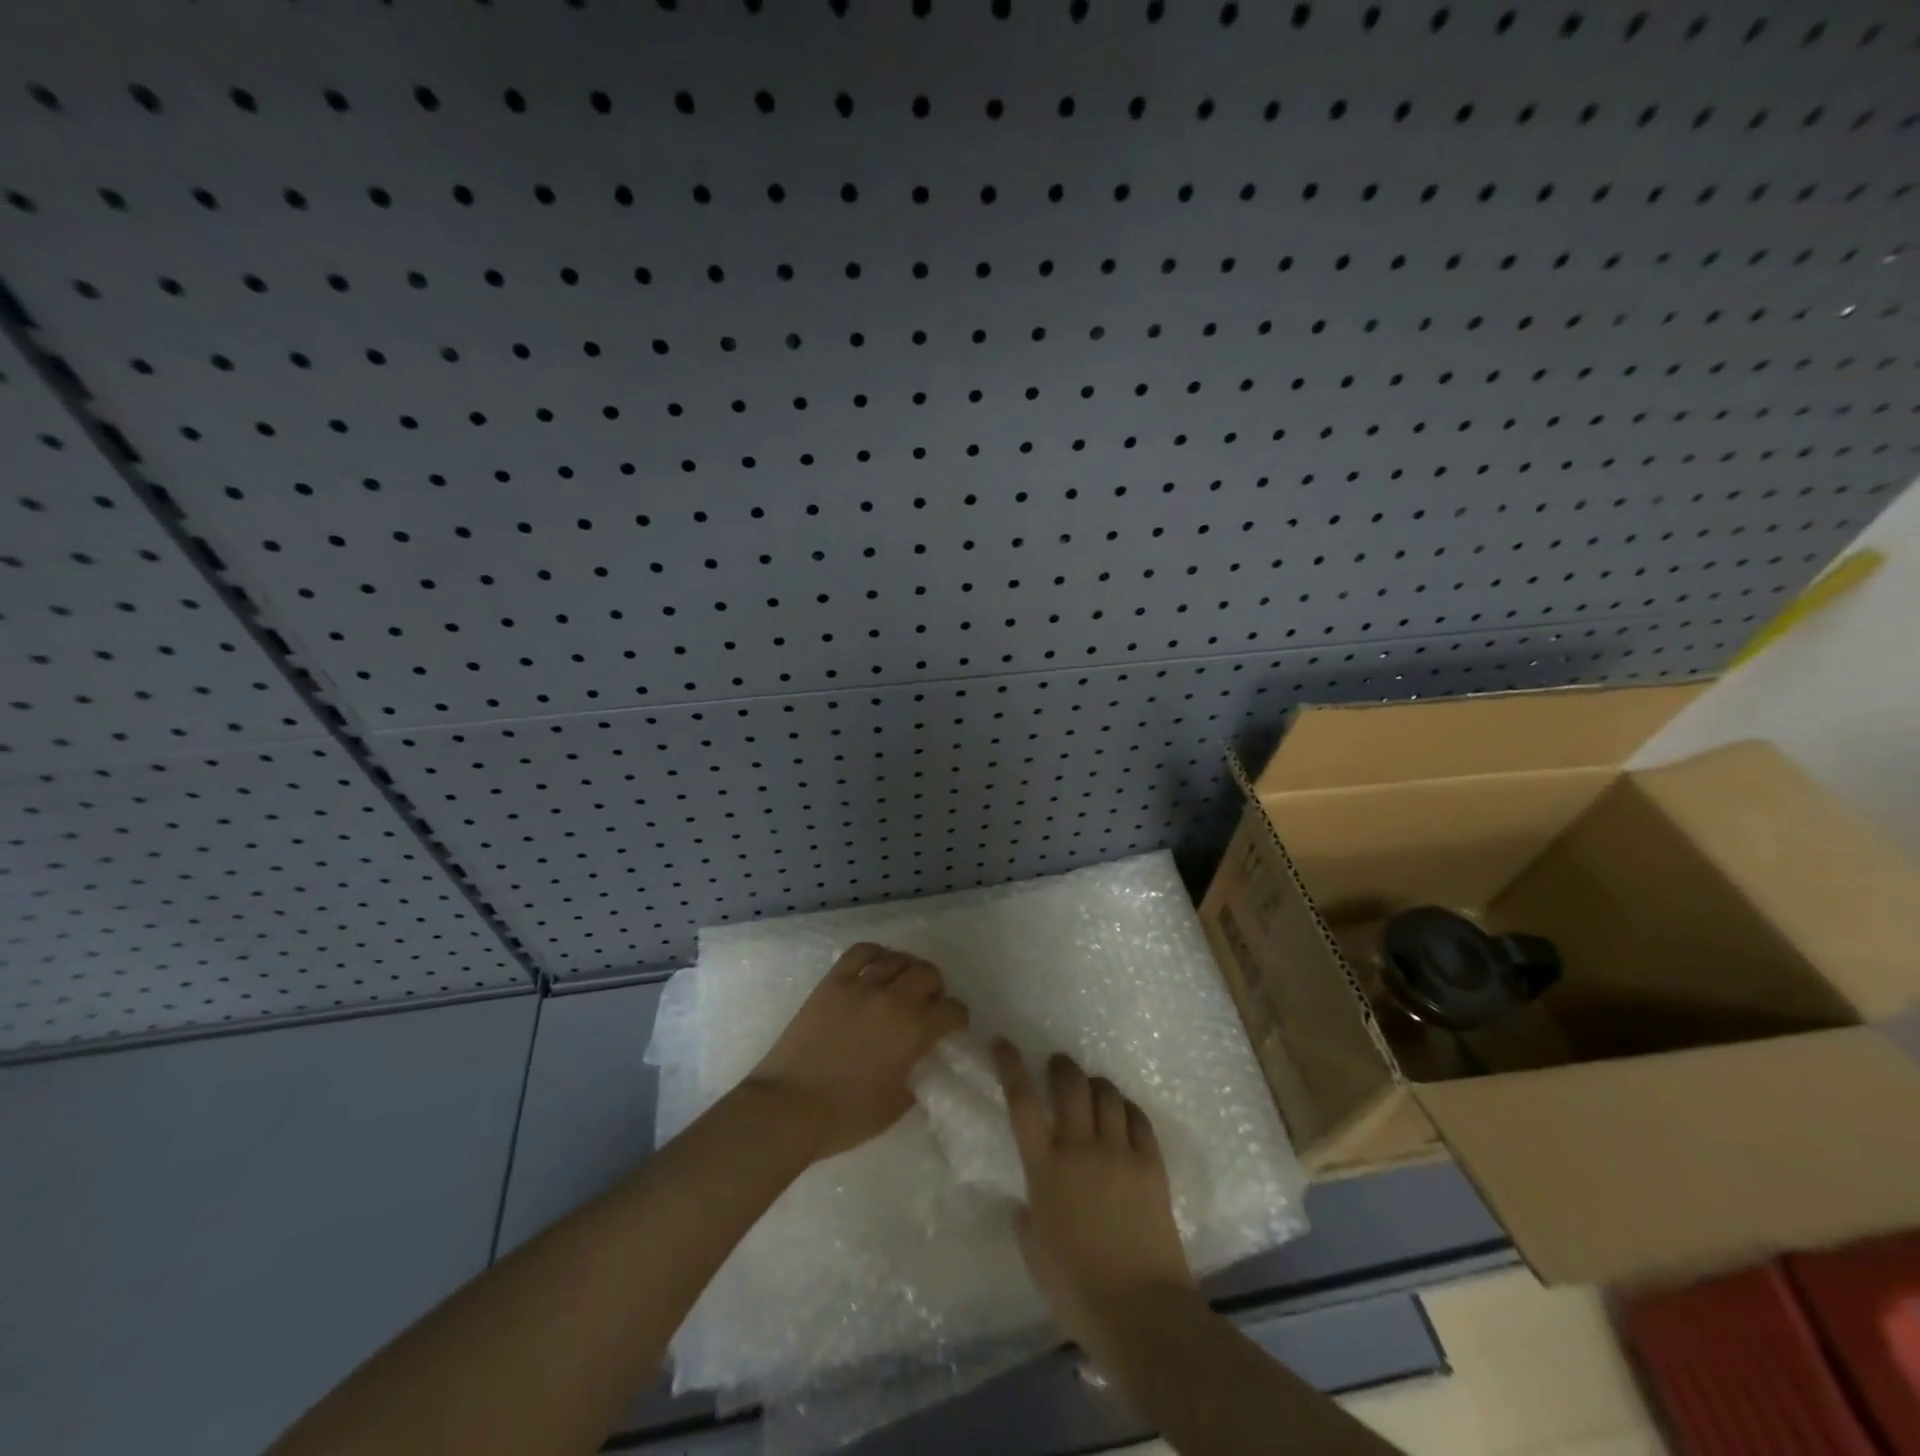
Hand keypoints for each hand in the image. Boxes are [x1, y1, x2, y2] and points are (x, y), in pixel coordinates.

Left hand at [745, 943, 968, 1161]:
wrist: (789, 1107)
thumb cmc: (846, 1116)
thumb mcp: (897, 1104)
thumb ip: (919, 1073)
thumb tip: (925, 1057)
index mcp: (913, 1029)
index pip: (952, 1010)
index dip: (957, 1019)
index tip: (951, 1029)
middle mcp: (892, 998)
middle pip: (928, 973)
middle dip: (936, 989)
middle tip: (928, 1006)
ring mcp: (860, 985)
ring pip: (897, 959)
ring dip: (908, 970)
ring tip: (903, 984)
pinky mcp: (833, 982)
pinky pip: (861, 952)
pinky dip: (876, 953)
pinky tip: (878, 965)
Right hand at [995, 1041, 1195, 1353]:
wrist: (1143, 1312)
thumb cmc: (1077, 1290)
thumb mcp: (1035, 1254)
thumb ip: (1026, 1218)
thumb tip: (1027, 1200)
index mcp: (1045, 1168)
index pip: (1022, 1101)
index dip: (1010, 1065)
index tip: (1003, 1042)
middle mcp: (1081, 1148)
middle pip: (1071, 1084)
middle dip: (1061, 1066)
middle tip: (1057, 1066)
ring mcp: (1120, 1152)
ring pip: (1107, 1094)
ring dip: (1095, 1085)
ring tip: (1092, 1092)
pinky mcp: (1152, 1163)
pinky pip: (1138, 1118)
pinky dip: (1127, 1109)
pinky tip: (1123, 1116)